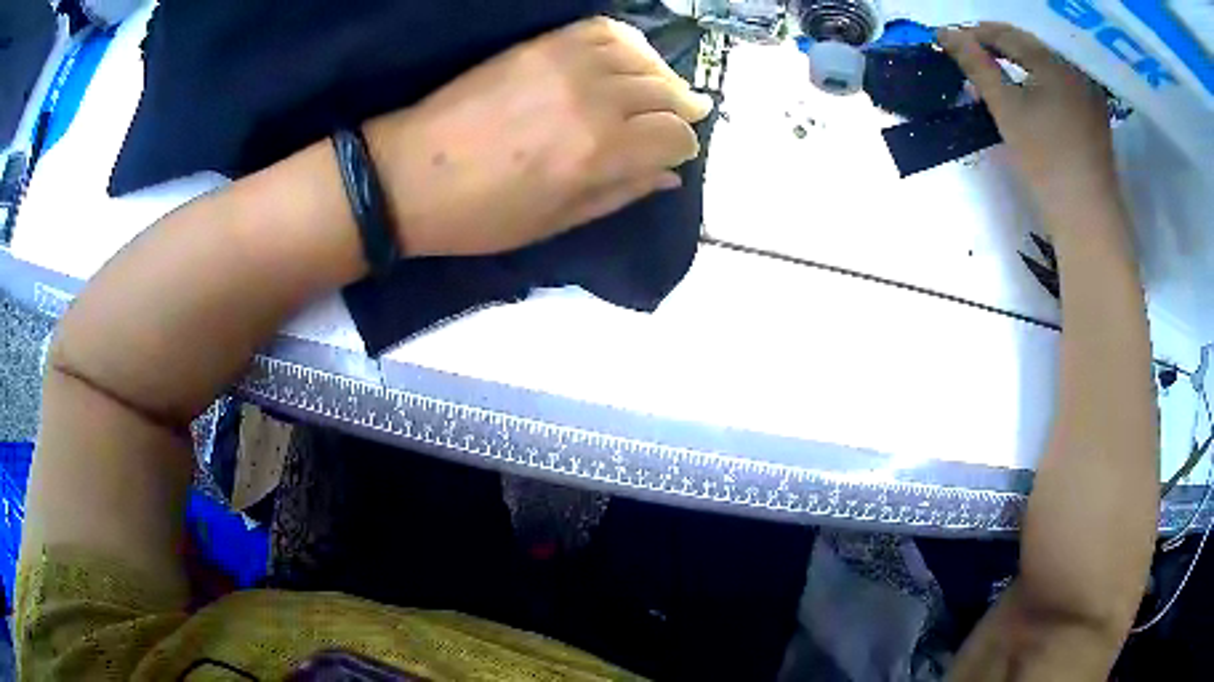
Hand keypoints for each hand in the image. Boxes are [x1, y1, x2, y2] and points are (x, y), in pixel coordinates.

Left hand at [365, 17, 713, 256]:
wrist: (411, 175)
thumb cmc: (483, 215)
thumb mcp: (557, 222)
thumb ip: (621, 193)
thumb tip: (670, 176)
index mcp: (600, 153)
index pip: (674, 137)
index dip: (683, 147)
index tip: (676, 154)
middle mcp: (595, 100)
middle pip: (666, 94)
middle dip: (681, 111)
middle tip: (679, 120)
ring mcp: (567, 64)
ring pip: (643, 59)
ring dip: (661, 75)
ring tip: (659, 89)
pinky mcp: (542, 45)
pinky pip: (605, 30)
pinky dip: (629, 42)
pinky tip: (629, 59)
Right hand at [938, 23, 1119, 221]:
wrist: (1088, 218)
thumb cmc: (1046, 161)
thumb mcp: (1005, 109)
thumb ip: (975, 65)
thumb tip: (945, 33)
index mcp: (1054, 59)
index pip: (1006, 33)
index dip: (976, 33)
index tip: (952, 41)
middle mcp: (1074, 66)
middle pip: (1028, 44)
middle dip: (998, 45)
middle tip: (972, 55)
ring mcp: (1089, 90)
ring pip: (1045, 62)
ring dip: (1019, 61)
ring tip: (997, 70)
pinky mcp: (1095, 112)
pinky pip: (1061, 81)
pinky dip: (1040, 79)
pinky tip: (1029, 89)